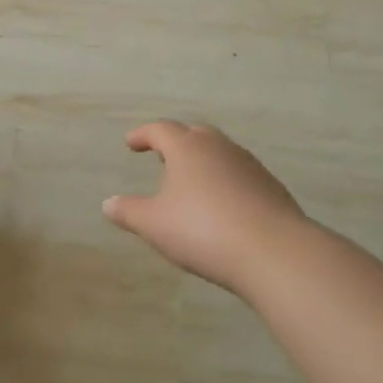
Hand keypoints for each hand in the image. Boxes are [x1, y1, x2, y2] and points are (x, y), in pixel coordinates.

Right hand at [103, 122, 315, 297]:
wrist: (274, 252)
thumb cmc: (203, 231)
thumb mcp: (154, 225)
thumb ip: (129, 212)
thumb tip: (108, 203)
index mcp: (187, 148)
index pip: (160, 130)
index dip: (143, 135)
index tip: (131, 143)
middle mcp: (219, 147)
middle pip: (194, 134)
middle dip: (176, 142)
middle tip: (163, 156)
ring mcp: (249, 165)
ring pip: (220, 153)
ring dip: (203, 161)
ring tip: (191, 182)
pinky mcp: (270, 187)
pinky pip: (239, 174)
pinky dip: (224, 181)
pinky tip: (221, 204)